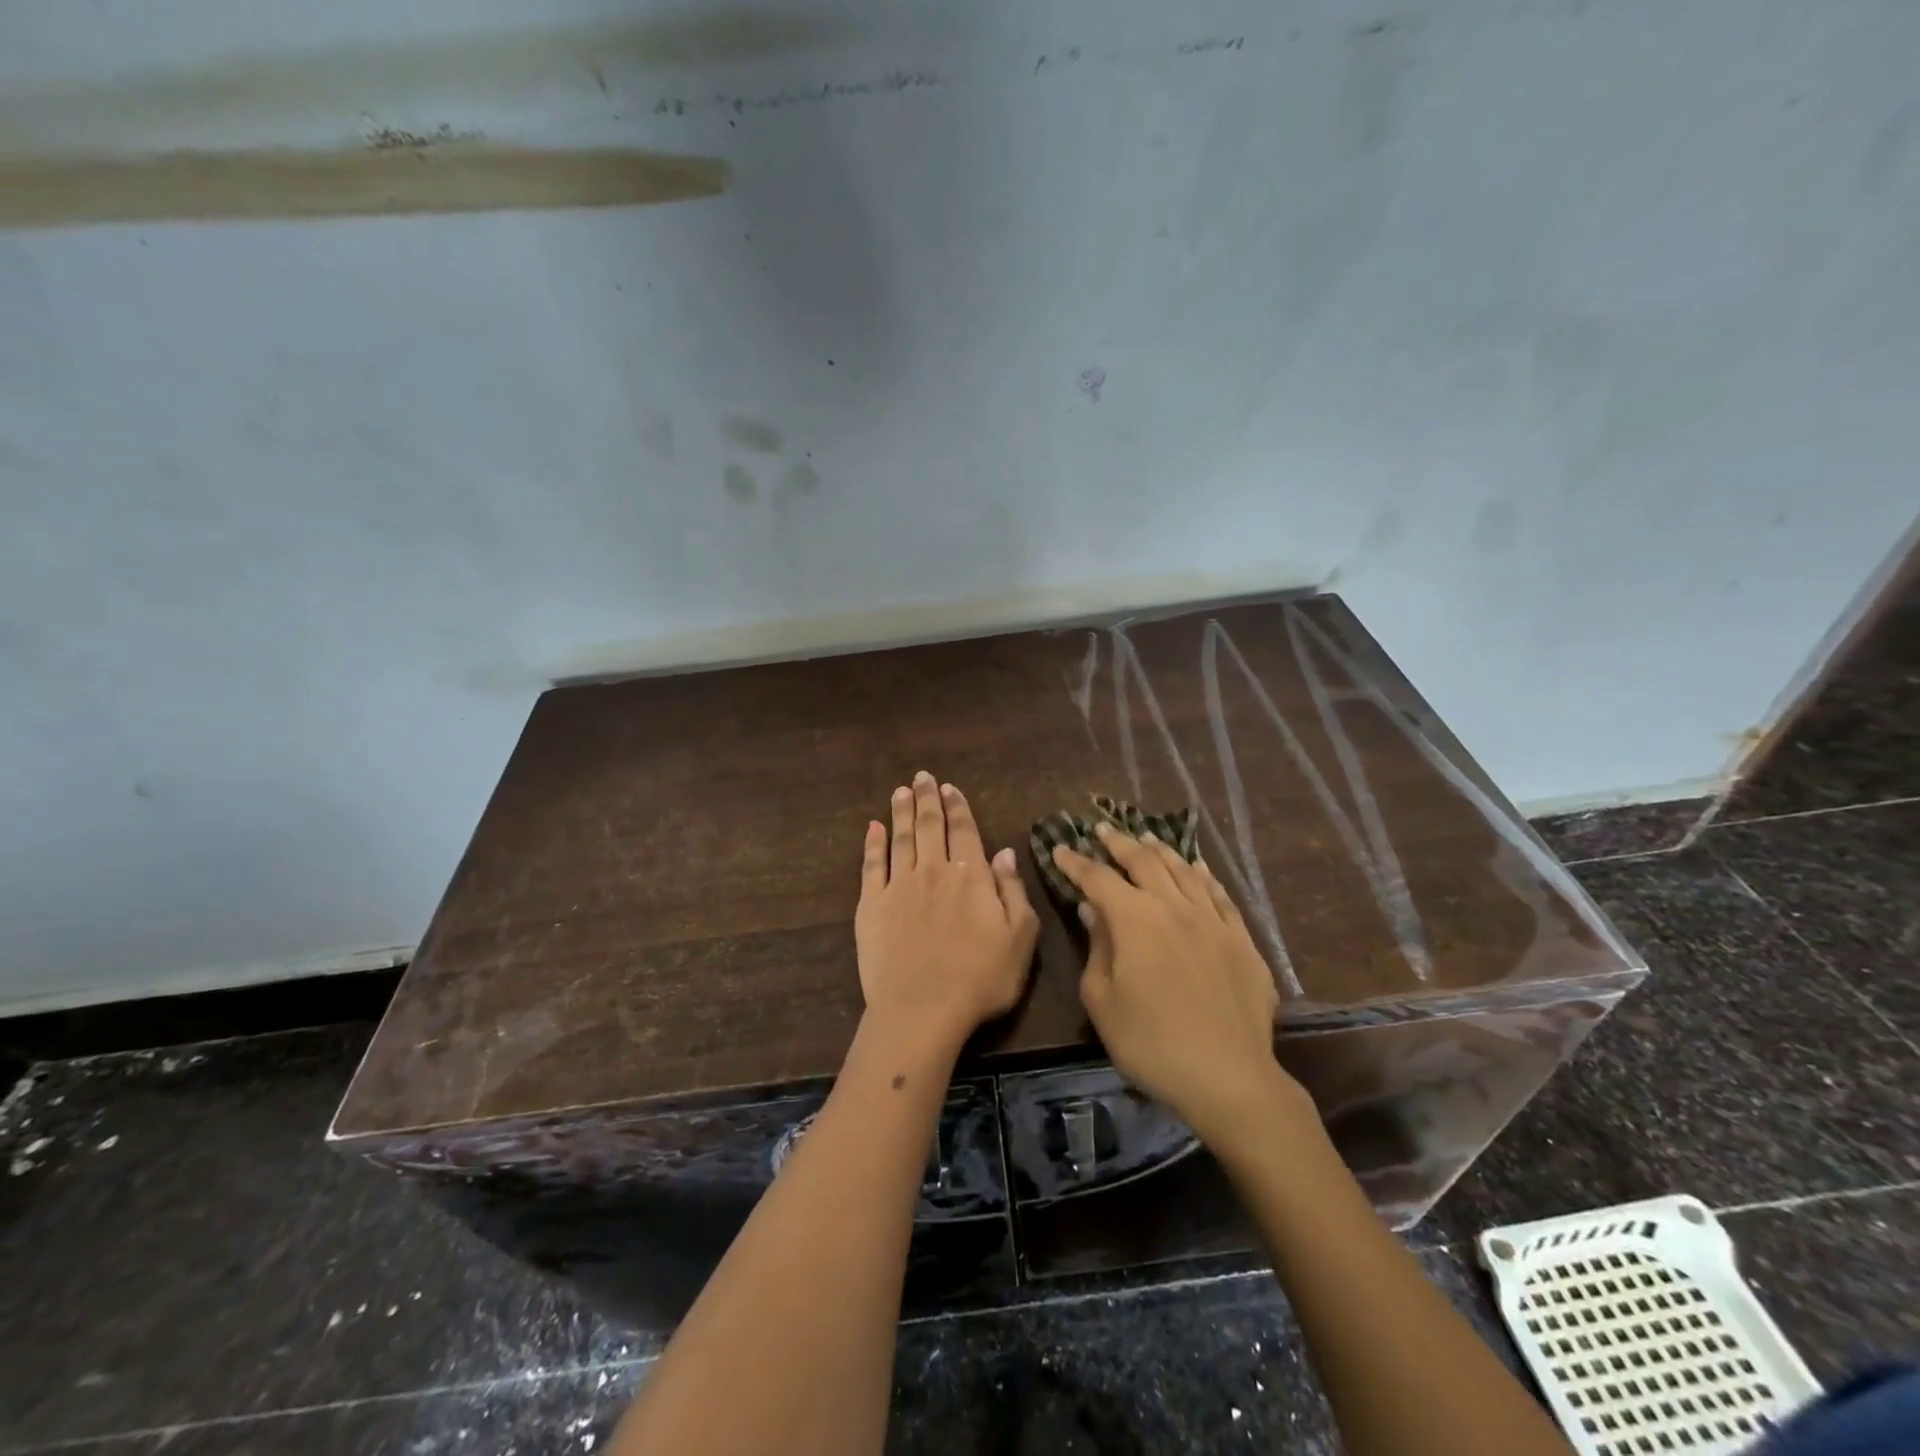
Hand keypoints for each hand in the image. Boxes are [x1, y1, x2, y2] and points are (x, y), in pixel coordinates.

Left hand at [855, 772, 1039, 1053]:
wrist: (923, 1009)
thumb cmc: (981, 978)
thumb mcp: (1020, 937)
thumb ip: (1013, 890)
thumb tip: (1004, 851)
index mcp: (971, 876)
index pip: (964, 831)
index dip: (957, 806)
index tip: (949, 787)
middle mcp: (934, 871)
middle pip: (930, 826)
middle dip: (927, 798)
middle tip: (923, 777)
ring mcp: (899, 887)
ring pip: (901, 838)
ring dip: (901, 812)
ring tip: (900, 791)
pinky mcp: (872, 906)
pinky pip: (872, 866)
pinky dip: (873, 844)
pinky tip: (873, 828)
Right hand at [1051, 825, 1315, 1143]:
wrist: (1227, 1076)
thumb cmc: (1150, 1043)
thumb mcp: (1103, 1000)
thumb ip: (1096, 947)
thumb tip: (1092, 909)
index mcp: (1135, 920)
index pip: (1098, 878)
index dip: (1076, 862)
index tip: (1060, 848)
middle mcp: (1174, 907)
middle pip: (1143, 862)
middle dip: (1119, 843)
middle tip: (1102, 829)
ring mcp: (1212, 920)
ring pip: (1183, 870)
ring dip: (1160, 849)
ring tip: (1146, 837)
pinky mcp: (1241, 939)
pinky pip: (1219, 894)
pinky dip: (1203, 875)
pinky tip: (1197, 867)